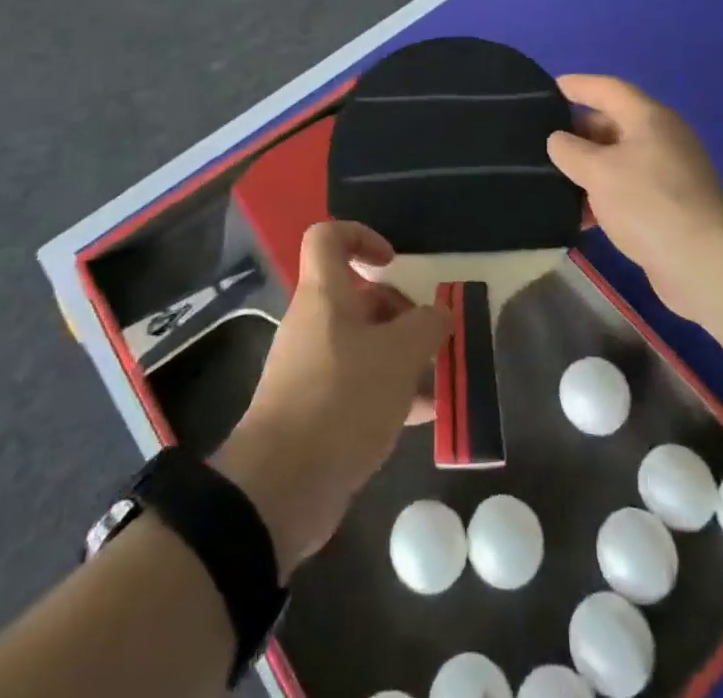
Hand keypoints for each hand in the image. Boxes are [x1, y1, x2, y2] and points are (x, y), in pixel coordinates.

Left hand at [213, 222, 450, 578]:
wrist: (282, 486)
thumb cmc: (342, 398)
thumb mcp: (399, 356)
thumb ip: (427, 326)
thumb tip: (440, 313)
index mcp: (324, 295)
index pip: (328, 238)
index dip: (361, 236)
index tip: (393, 263)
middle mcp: (314, 324)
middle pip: (358, 298)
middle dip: (400, 312)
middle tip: (433, 337)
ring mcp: (312, 368)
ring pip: (363, 345)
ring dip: (402, 357)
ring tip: (440, 378)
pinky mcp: (316, 410)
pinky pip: (358, 386)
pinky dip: (390, 393)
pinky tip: (424, 416)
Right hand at [547, 74, 722, 317]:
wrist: (702, 262)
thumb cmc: (646, 202)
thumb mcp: (597, 171)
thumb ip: (570, 150)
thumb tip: (558, 140)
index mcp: (648, 118)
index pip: (608, 89)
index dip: (578, 86)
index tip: (549, 88)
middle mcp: (662, 138)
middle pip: (613, 123)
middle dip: (578, 131)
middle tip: (542, 140)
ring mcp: (669, 173)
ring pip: (618, 159)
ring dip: (588, 168)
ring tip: (553, 179)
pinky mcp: (669, 206)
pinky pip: (628, 188)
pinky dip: (603, 195)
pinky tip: (581, 215)